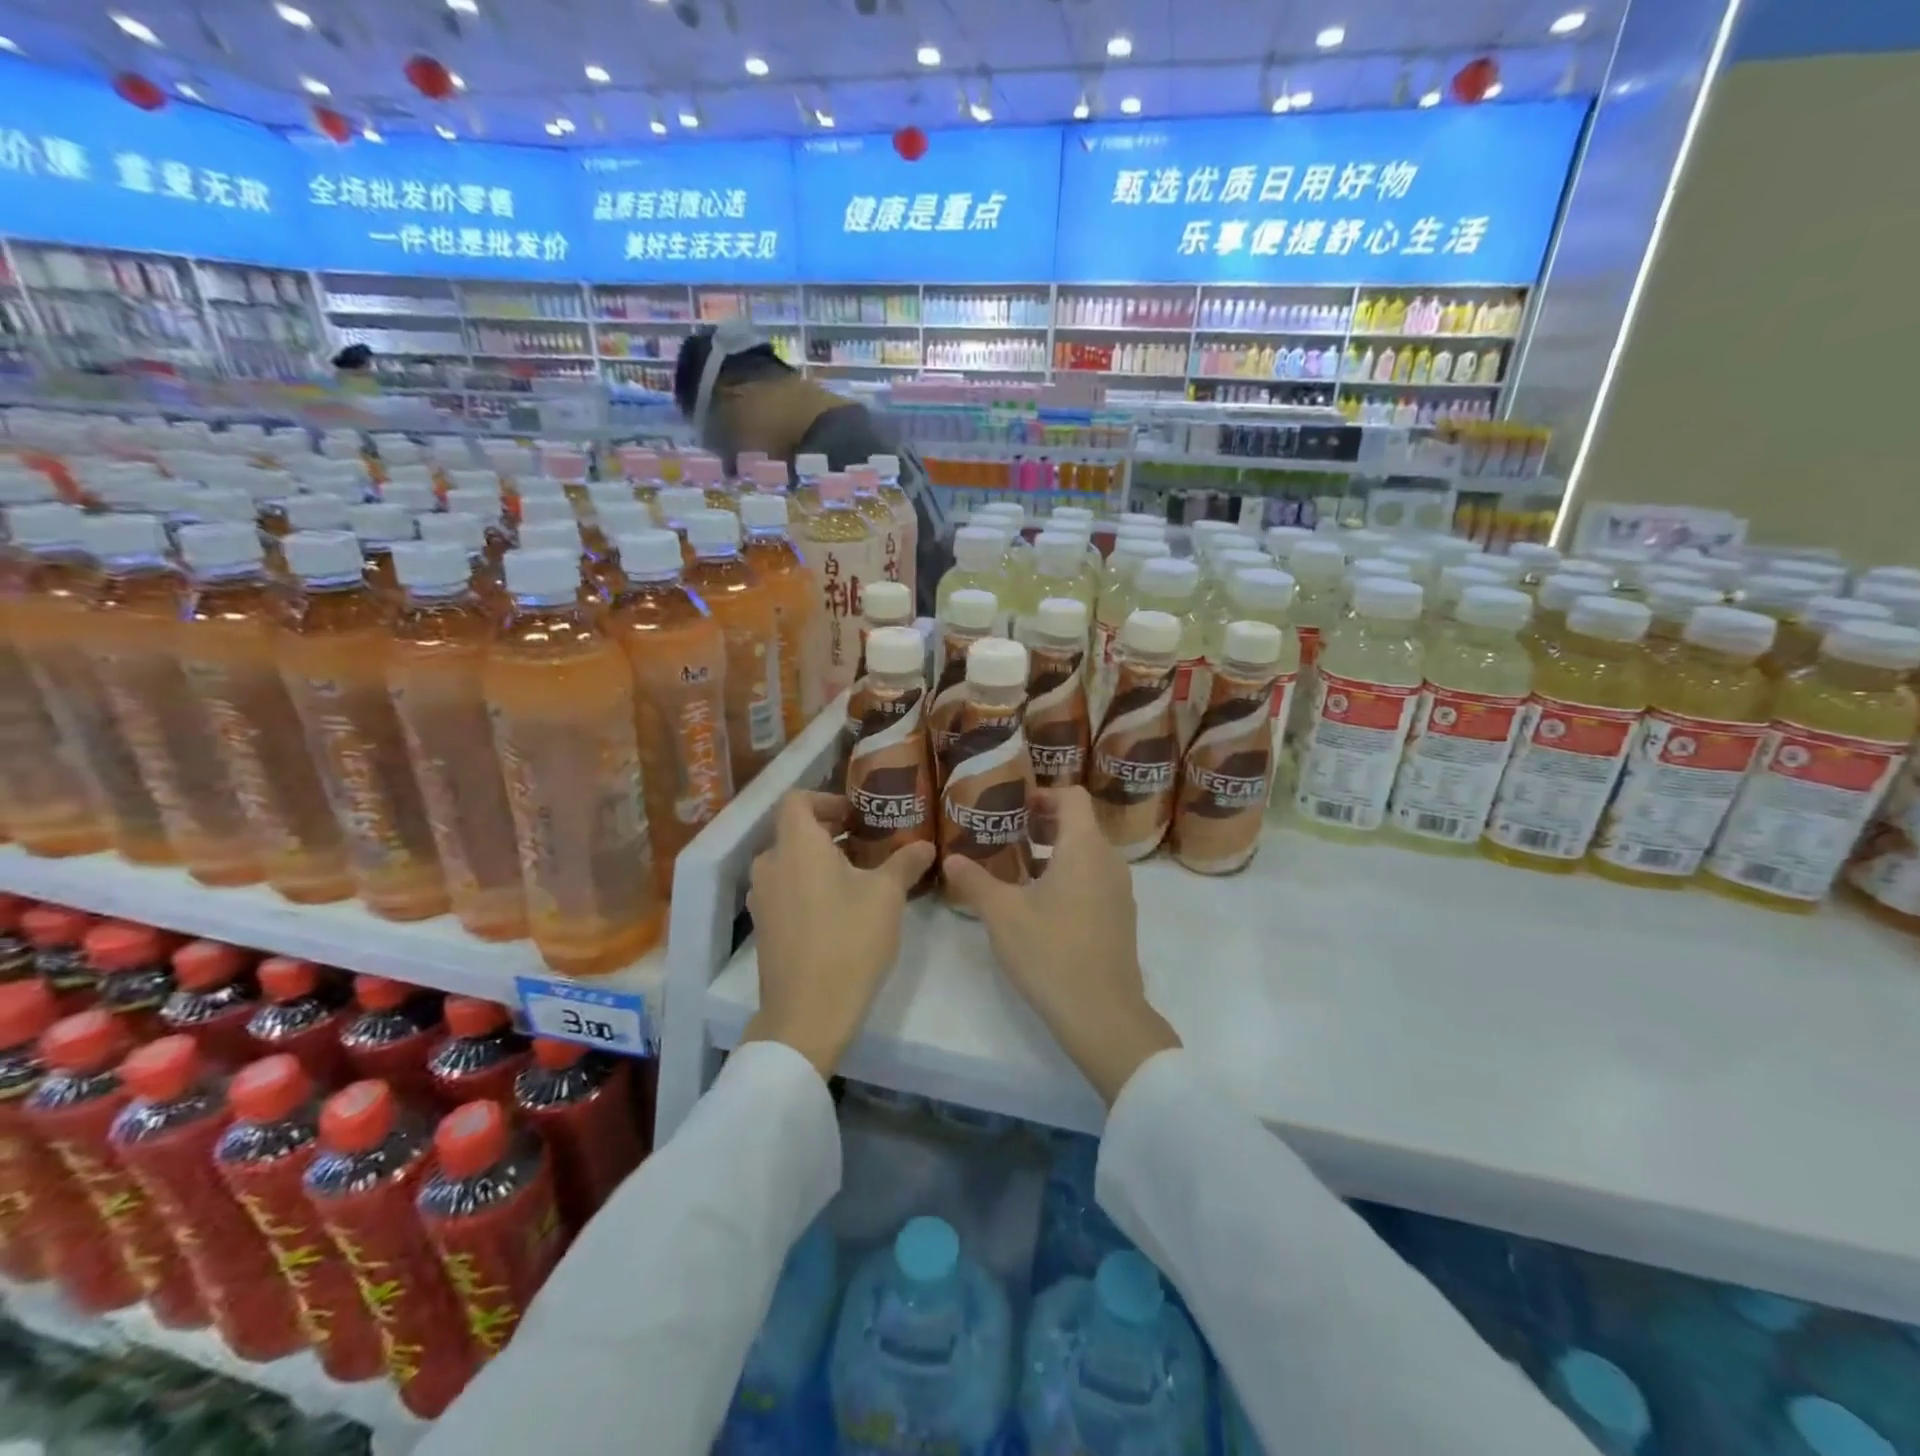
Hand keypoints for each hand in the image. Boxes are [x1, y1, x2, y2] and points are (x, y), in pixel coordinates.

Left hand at [742, 791, 935, 1077]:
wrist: (807, 1013)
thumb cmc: (849, 940)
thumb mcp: (887, 896)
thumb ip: (905, 862)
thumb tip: (927, 846)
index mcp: (796, 845)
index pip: (797, 800)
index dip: (827, 799)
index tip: (856, 816)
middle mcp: (770, 864)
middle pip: (794, 832)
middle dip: (829, 833)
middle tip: (867, 845)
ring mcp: (762, 898)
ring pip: (789, 863)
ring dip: (819, 862)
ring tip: (857, 878)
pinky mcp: (763, 927)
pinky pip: (784, 890)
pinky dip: (807, 886)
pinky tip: (838, 910)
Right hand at [943, 787, 1179, 1105]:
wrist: (1102, 1014)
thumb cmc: (1050, 951)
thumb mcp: (1002, 913)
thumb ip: (975, 880)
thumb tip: (950, 858)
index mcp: (1084, 848)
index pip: (1073, 797)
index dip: (1043, 794)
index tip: (1014, 807)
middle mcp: (1109, 861)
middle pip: (1080, 823)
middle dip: (1044, 823)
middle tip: (1008, 833)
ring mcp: (1119, 891)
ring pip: (1088, 853)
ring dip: (1055, 851)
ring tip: (1019, 867)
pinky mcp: (1120, 917)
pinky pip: (1095, 878)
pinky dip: (1070, 875)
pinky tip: (1041, 903)